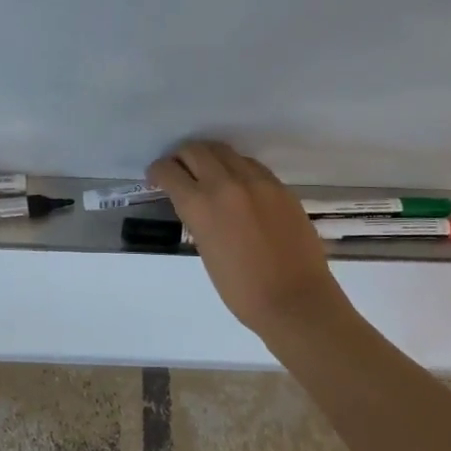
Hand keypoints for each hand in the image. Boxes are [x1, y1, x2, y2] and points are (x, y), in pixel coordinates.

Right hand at [148, 140, 354, 339]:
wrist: (294, 300)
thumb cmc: (241, 289)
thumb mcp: (205, 249)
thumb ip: (197, 218)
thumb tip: (196, 203)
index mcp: (201, 205)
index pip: (169, 171)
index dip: (157, 171)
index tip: (156, 179)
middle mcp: (227, 183)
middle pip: (195, 150)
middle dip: (181, 157)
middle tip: (179, 171)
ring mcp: (258, 182)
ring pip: (225, 151)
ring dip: (209, 158)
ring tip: (208, 174)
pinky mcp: (280, 187)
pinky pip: (251, 165)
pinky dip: (237, 168)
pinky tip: (238, 185)